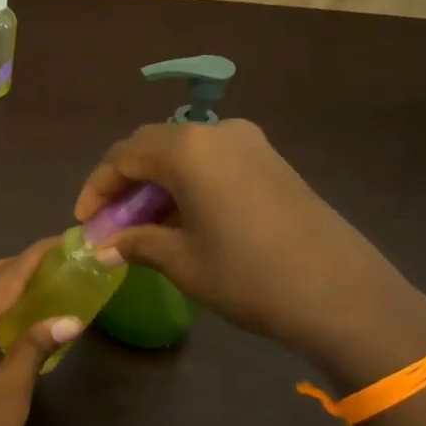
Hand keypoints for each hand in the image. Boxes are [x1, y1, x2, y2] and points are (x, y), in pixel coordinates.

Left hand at [0, 240, 80, 425]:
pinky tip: (21, 320)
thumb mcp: (9, 400)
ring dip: (8, 284)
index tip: (65, 239)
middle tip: (62, 262)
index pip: (3, 279)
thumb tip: (69, 317)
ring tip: (49, 284)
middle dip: (21, 264)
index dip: (34, 257)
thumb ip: (33, 350)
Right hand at [75, 120, 425, 386]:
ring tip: (144, 224)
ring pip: (183, 151)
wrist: (341, 293)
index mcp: (187, 149)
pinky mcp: (271, 160)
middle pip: (151, 146)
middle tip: (111, 222)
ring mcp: (250, 143)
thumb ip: (137, 243)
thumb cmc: (249, 276)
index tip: (84, 222)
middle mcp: (216, 132)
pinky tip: (184, 216)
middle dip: (124, 182)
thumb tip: (105, 245)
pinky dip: (187, 181)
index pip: (123, 157)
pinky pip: (212, 160)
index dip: (96, 188)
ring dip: (156, 182)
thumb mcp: (182, 262)